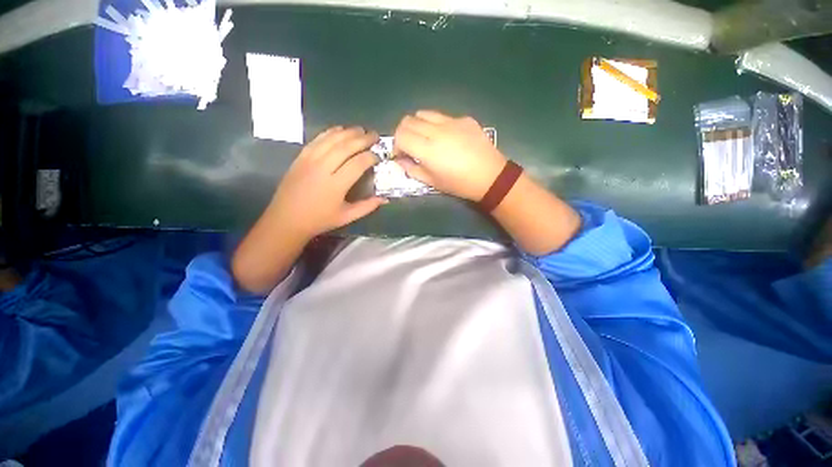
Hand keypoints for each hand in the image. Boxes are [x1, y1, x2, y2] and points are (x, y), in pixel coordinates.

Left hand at [267, 126, 385, 239]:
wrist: (286, 219)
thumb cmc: (319, 220)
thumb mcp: (346, 217)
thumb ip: (367, 207)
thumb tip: (385, 199)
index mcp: (336, 185)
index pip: (358, 164)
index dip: (371, 157)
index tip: (379, 156)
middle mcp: (323, 168)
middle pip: (346, 147)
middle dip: (363, 139)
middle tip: (375, 135)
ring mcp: (310, 160)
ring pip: (331, 140)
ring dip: (348, 132)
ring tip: (361, 129)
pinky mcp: (301, 157)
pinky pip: (317, 139)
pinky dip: (330, 132)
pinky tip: (340, 130)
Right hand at [392, 110, 506, 200]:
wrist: (490, 176)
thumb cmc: (459, 184)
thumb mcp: (432, 183)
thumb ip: (412, 169)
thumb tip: (400, 160)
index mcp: (428, 149)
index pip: (400, 135)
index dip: (396, 145)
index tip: (400, 154)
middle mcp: (437, 130)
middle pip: (408, 120)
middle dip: (403, 133)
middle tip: (409, 146)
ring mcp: (452, 121)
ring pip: (423, 113)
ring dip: (417, 125)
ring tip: (424, 139)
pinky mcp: (464, 118)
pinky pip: (442, 116)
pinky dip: (436, 125)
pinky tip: (446, 138)